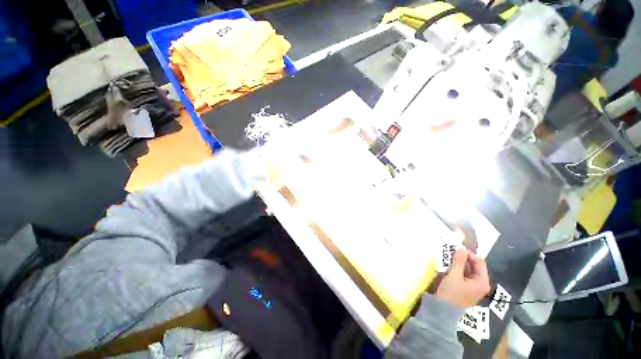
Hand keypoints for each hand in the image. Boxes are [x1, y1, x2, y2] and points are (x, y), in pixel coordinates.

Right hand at [435, 248, 490, 308]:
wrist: (443, 310)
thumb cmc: (451, 292)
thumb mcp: (454, 275)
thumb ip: (459, 261)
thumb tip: (461, 248)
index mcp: (482, 281)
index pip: (479, 262)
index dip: (469, 254)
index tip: (456, 249)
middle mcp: (481, 284)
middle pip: (475, 266)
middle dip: (463, 258)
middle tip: (451, 252)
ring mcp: (474, 287)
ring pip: (468, 270)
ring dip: (459, 263)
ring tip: (448, 257)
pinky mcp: (466, 289)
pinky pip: (464, 275)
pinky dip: (458, 269)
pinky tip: (449, 266)